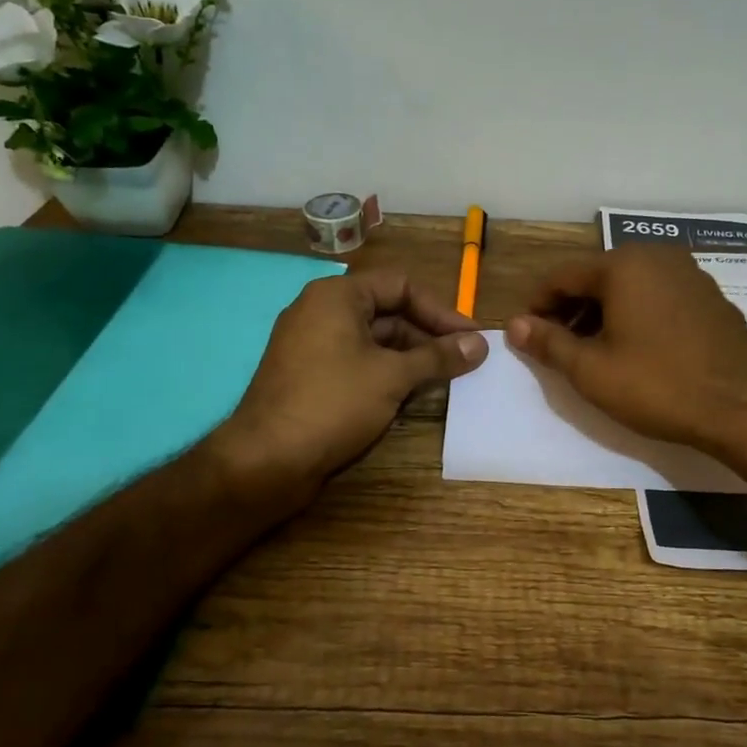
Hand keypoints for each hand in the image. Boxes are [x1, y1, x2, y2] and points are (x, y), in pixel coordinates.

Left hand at [217, 269, 488, 510]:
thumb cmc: (333, 404)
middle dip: (428, 335)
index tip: (470, 337)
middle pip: (388, 311)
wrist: (266, 461)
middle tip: (464, 360)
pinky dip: (387, 373)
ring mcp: (313, 345)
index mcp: (337, 296)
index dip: (440, 310)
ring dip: (411, 357)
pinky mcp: (310, 376)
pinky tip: (412, 394)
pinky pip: (357, 362)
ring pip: (374, 340)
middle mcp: (321, 311)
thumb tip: (480, 344)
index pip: (401, 285)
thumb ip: (438, 357)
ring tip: (446, 379)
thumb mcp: (393, 377)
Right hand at [506, 245, 746, 485]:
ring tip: (593, 350)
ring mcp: (690, 274)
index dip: (538, 304)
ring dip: (603, 312)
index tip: (526, 333)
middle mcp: (658, 257)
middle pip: (597, 276)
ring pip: (630, 285)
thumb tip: (514, 325)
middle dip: (572, 308)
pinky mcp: (711, 296)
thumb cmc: (659, 386)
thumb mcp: (591, 370)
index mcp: (624, 265)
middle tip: (558, 345)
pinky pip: (659, 295)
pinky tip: (635, 348)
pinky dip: (637, 313)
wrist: (744, 409)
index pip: (563, 275)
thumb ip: (548, 342)